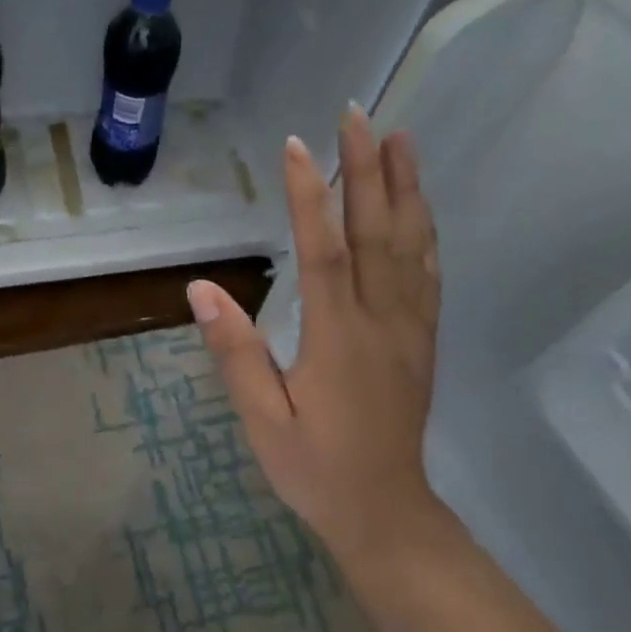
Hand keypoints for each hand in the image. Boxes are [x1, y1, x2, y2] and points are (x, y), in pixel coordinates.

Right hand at [188, 105, 442, 562]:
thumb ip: (236, 353)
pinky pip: (428, 274)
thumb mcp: (262, 420)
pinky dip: (425, 232)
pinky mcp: (422, 340)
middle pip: (376, 232)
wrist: (386, 514)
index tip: (297, 146)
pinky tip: (420, 207)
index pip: (324, 252)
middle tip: (358, 117)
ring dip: (406, 188)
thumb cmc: (315, 468)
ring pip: (411, 245)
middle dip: (367, 170)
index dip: (310, 196)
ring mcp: (410, 328)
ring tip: (400, 139)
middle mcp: (381, 321)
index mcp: (338, 338)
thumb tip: (201, 289)